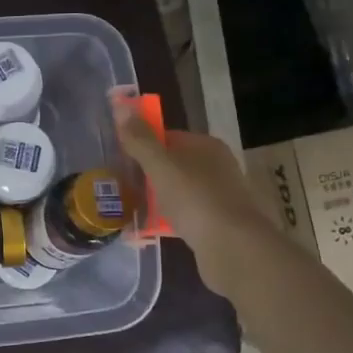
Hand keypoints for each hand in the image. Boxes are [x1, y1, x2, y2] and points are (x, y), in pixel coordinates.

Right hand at [112, 104, 258, 256]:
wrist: (232, 247)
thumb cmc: (194, 198)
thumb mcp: (160, 165)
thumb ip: (140, 139)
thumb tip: (121, 105)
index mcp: (206, 146)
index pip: (168, 137)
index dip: (142, 146)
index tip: (120, 160)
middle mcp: (216, 167)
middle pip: (172, 166)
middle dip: (146, 177)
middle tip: (120, 188)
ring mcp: (218, 196)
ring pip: (176, 192)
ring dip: (153, 201)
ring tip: (128, 212)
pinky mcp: (217, 224)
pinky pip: (183, 217)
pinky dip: (165, 222)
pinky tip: (145, 233)